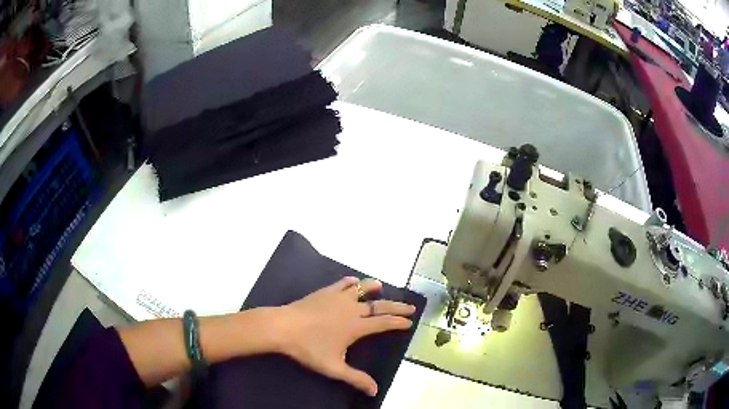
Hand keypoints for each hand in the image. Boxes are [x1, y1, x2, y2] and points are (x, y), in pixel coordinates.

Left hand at [275, 277, 415, 395]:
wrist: (283, 327)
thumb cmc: (309, 348)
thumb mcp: (334, 367)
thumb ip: (356, 378)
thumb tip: (375, 391)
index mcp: (356, 326)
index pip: (383, 323)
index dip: (398, 322)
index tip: (409, 321)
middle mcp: (352, 309)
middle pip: (379, 305)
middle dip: (396, 306)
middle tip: (409, 306)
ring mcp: (337, 298)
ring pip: (361, 289)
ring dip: (373, 287)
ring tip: (381, 286)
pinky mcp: (324, 292)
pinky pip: (341, 284)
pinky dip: (350, 282)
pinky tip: (352, 282)